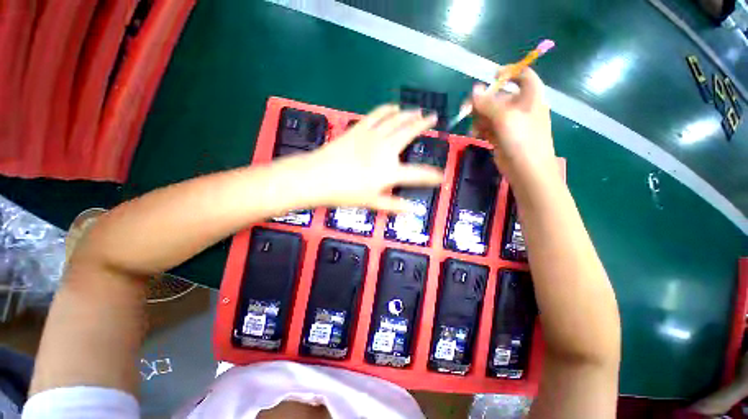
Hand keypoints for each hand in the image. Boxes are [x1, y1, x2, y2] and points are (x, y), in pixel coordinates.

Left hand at [302, 105, 443, 211]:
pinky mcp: (359, 129)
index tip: (441, 176)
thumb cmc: (345, 193)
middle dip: (424, 125)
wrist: (317, 177)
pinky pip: (376, 114)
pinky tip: (393, 107)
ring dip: (408, 113)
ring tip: (417, 110)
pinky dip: (387, 109)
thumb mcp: (371, 202)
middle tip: (433, 118)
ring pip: (395, 119)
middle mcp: (385, 149)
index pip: (418, 174)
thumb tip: (413, 210)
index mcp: (390, 172)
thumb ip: (394, 205)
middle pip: (409, 133)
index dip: (432, 176)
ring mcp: (372, 136)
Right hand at [471, 68, 556, 183]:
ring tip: (475, 128)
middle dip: (482, 102)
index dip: (509, 72)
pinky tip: (476, 135)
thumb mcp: (505, 117)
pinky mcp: (500, 136)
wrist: (526, 169)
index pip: (523, 75)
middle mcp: (520, 107)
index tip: (491, 76)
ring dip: (478, 118)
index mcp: (530, 97)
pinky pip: (487, 126)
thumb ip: (488, 103)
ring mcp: (509, 123)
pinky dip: (480, 129)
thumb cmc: (522, 139)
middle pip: (498, 96)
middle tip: (465, 109)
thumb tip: (473, 89)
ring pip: (489, 113)